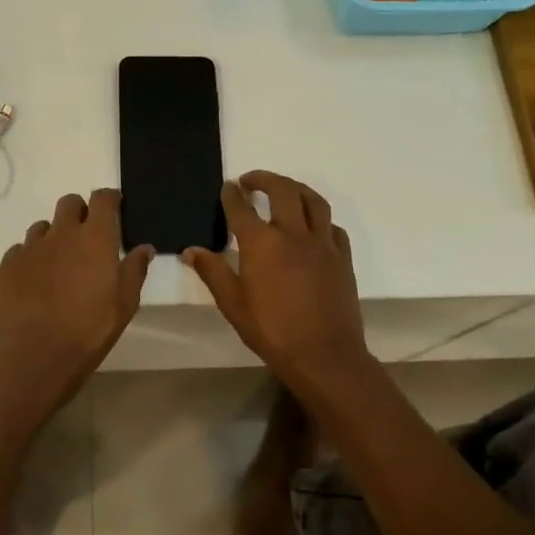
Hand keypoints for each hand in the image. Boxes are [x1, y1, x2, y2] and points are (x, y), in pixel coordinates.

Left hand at [0, 189, 153, 403]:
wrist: (38, 354)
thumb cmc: (91, 328)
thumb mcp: (126, 303)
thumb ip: (135, 269)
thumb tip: (144, 248)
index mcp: (95, 237)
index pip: (102, 198)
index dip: (109, 199)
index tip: (114, 209)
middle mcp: (62, 232)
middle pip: (69, 203)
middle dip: (80, 212)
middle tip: (87, 237)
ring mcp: (32, 247)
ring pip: (43, 226)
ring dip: (54, 235)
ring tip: (59, 262)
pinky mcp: (9, 264)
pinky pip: (21, 249)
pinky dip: (31, 257)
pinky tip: (36, 279)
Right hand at [184, 171, 370, 384]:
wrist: (325, 355)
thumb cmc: (272, 332)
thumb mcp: (233, 305)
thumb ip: (213, 272)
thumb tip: (192, 250)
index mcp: (262, 244)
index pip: (242, 208)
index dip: (232, 195)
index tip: (228, 187)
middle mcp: (293, 234)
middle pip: (282, 191)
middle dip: (264, 179)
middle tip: (251, 181)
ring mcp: (322, 244)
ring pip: (313, 201)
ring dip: (296, 188)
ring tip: (284, 190)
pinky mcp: (343, 258)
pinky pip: (332, 226)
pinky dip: (319, 218)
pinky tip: (312, 226)